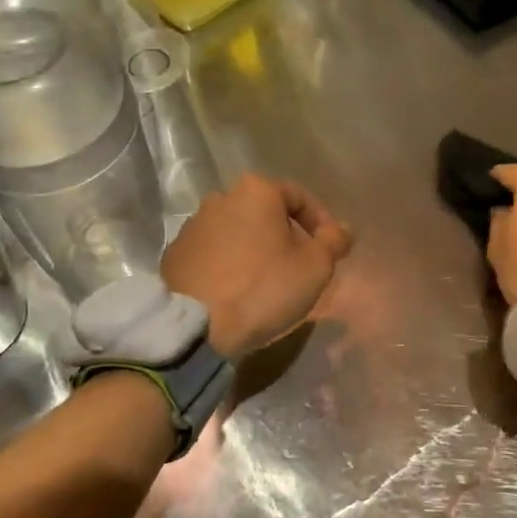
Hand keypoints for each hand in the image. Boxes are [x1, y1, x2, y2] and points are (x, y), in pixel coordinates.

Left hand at [161, 174, 352, 357]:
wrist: (195, 326)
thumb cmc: (263, 288)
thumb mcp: (315, 267)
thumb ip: (333, 241)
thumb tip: (342, 229)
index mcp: (256, 191)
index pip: (299, 197)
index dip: (320, 222)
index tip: (328, 249)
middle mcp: (220, 197)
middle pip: (264, 212)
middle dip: (284, 234)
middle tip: (298, 266)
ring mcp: (192, 225)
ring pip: (236, 231)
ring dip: (253, 248)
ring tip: (264, 281)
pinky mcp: (174, 253)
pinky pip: (212, 252)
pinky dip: (227, 264)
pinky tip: (234, 291)